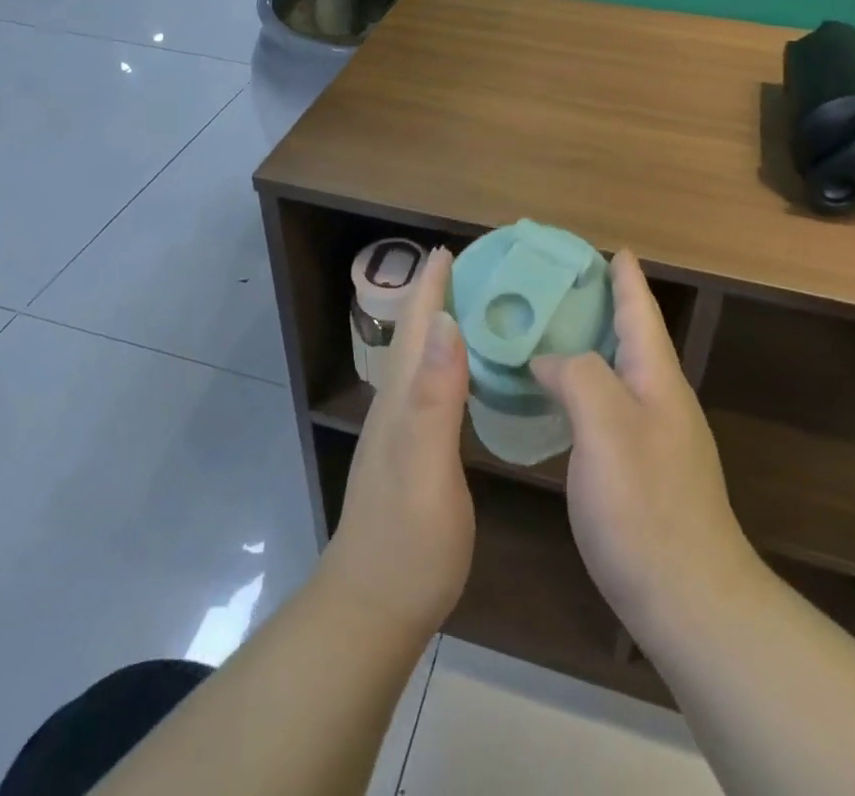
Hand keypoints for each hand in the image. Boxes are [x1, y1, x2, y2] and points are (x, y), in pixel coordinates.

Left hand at [319, 247, 473, 640]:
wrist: (375, 608)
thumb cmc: (408, 540)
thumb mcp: (426, 467)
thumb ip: (435, 396)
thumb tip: (445, 321)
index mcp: (402, 397)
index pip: (416, 325)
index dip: (431, 285)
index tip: (453, 246)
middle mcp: (398, 403)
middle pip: (417, 334)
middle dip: (439, 293)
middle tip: (479, 265)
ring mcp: (403, 429)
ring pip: (424, 358)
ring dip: (445, 322)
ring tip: (480, 302)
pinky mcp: (415, 452)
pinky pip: (435, 386)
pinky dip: (453, 361)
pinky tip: (472, 369)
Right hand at [532, 251, 764, 649]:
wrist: (690, 603)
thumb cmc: (646, 507)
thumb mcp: (606, 426)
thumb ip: (578, 375)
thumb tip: (549, 359)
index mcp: (656, 378)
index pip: (640, 310)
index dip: (625, 277)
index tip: (610, 247)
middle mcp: (660, 399)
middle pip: (631, 336)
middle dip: (602, 305)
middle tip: (558, 286)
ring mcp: (655, 437)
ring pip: (617, 372)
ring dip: (588, 346)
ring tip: (547, 333)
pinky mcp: (642, 471)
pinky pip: (608, 407)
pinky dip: (582, 388)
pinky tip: (556, 400)